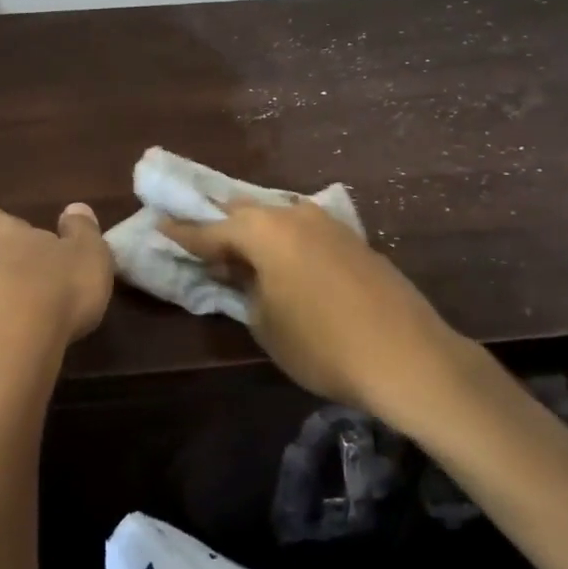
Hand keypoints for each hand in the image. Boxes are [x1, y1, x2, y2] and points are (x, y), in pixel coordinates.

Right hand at [160, 199, 467, 424]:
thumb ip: (245, 290)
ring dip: (255, 232)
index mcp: (264, 231)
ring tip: (240, 251)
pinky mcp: (353, 239)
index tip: (160, 225)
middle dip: (220, 225)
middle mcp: (293, 215)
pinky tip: (284, 260)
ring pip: (277, 217)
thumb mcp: (265, 324)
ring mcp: (328, 223)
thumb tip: (243, 274)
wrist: (407, 356)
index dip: (183, 233)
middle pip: (245, 212)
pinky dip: (285, 240)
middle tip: (200, 238)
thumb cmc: (322, 344)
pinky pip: (304, 229)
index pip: (210, 230)